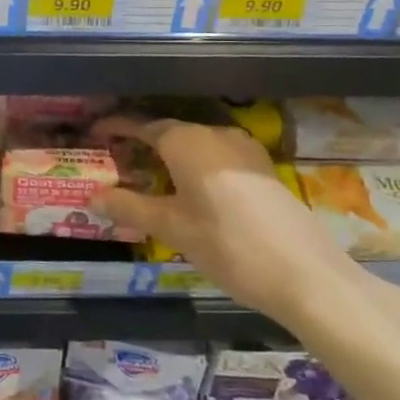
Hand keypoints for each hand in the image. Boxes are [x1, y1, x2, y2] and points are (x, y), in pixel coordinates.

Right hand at [92, 116, 364, 326]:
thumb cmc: (228, 245)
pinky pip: (217, 155)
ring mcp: (244, 149)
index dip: (115, 128)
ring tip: (150, 176)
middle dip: (141, 143)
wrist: (306, 274)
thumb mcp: (171, 228)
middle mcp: (214, 134)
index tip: (94, 133)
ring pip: (195, 143)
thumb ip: (129, 207)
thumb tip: (92, 197)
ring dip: (170, 155)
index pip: (141, 126)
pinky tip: (191, 190)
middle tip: (117, 161)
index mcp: (186, 141)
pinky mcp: (263, 168)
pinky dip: (195, 164)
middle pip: (169, 132)